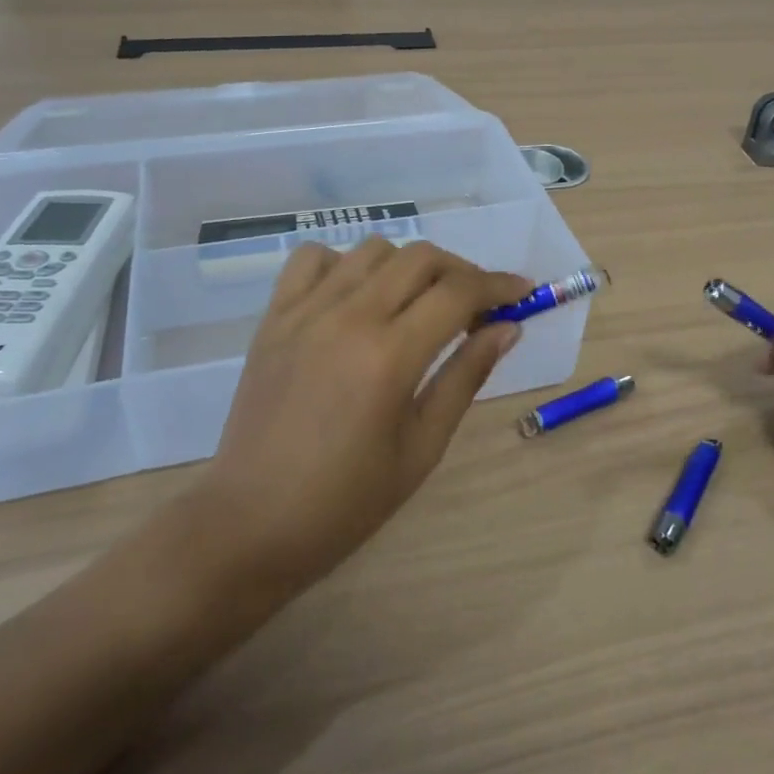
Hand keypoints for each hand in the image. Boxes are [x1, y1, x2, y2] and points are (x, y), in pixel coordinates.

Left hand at [201, 238, 528, 590]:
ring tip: (418, 302)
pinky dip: (344, 264)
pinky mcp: (274, 317)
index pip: (459, 291)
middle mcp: (348, 317)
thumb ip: (466, 377)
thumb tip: (507, 328)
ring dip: (409, 266)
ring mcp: (305, 311)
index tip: (523, 292)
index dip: (499, 285)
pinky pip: (312, 258)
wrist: (251, 523)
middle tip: (476, 305)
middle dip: (462, 272)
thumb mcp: (422, 447)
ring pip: (372, 250)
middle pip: (421, 258)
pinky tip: (356, 295)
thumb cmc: (346, 500)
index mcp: (389, 355)